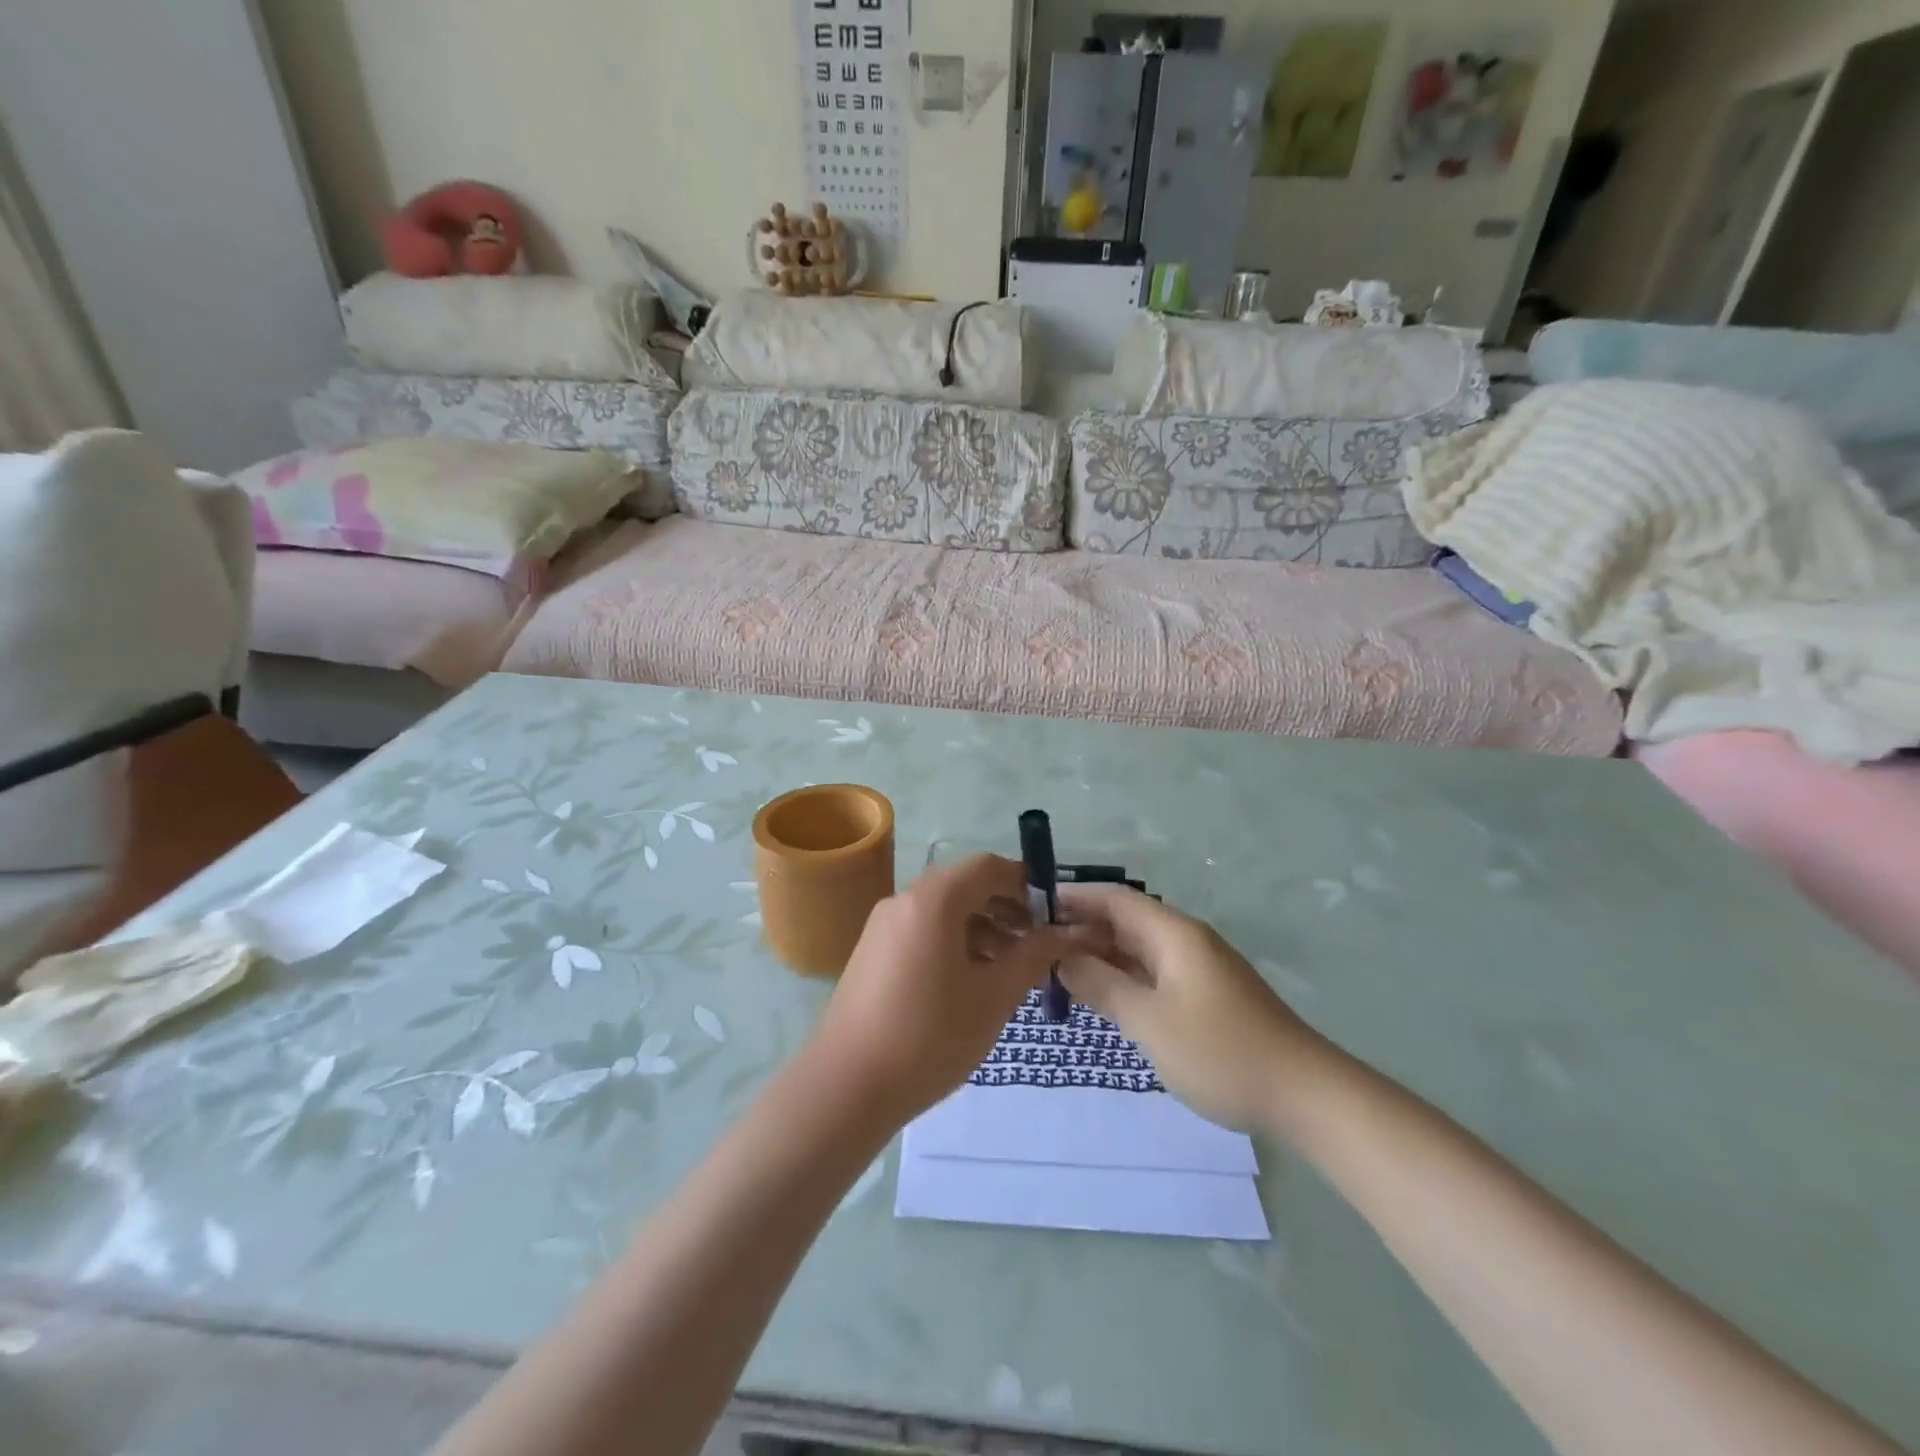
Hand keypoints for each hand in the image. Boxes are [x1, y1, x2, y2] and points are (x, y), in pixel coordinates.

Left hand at [811, 855, 1088, 1125]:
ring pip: (944, 912)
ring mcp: (883, 927)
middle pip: (965, 887)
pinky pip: (922, 932)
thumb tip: (1065, 932)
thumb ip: (1033, 956)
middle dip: (1007, 909)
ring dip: (982, 929)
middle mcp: (904, 901)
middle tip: (1038, 944)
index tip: (1054, 912)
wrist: (846, 1086)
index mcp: (934, 899)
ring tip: (1011, 971)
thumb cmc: (930, 1035)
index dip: (1026, 882)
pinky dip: (954, 943)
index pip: (988, 867)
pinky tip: (972, 984)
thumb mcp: (994, 996)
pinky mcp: (873, 953)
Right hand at [1057, 886, 1327, 1132]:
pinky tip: (1101, 996)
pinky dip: (1123, 978)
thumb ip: (1102, 986)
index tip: (1034, 906)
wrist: (1304, 1095)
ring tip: (1058, 972)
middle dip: (1081, 929)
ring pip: (1138, 950)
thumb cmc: (1221, 1052)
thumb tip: (1062, 958)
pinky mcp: (1206, 997)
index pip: (1115, 898)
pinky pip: (1153, 974)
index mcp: (1174, 934)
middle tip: (1036, 948)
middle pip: (1125, 921)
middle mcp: (1186, 942)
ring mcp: (1198, 970)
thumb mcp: (1150, 1021)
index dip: (1074, 897)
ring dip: (1100, 956)